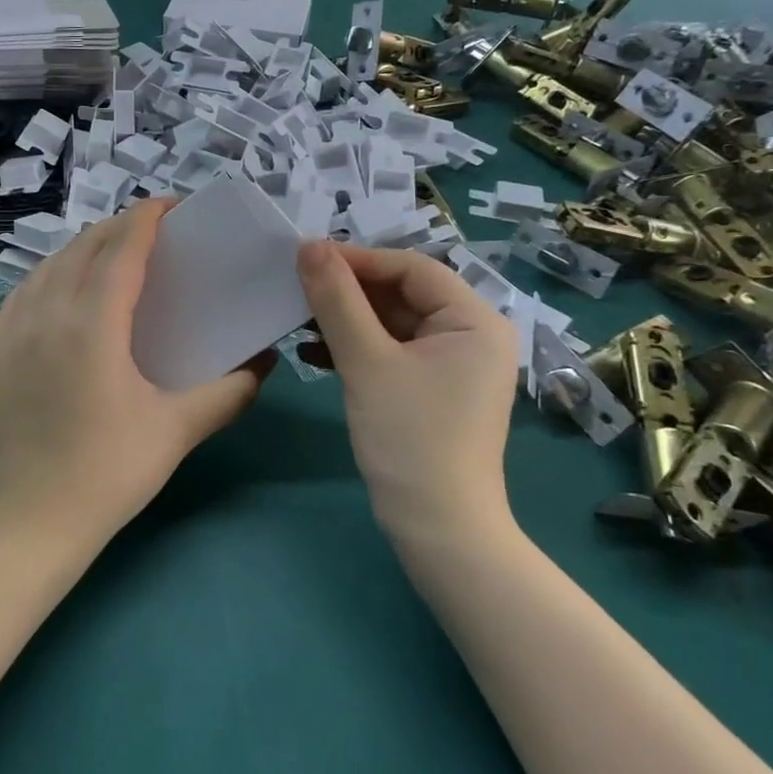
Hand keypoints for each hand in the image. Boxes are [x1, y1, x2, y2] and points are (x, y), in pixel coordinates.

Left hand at [0, 201, 271, 544]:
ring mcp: (13, 330)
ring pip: (50, 264)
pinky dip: (51, 274)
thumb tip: (266, 363)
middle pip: (84, 247)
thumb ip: (230, 391)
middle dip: (120, 228)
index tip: (172, 207)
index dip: (147, 218)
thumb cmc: (112, 471)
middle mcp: (47, 313)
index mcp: (92, 325)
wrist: (37, 519)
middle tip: (154, 233)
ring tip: (114, 255)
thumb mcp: (179, 429)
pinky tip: (66, 289)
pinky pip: (24, 290)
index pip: (121, 249)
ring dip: (84, 248)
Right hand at [296, 243, 519, 542]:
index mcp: (475, 320)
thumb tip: (308, 246)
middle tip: (297, 288)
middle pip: (403, 294)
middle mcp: (473, 334)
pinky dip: (357, 348)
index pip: (412, 268)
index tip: (306, 258)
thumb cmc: (408, 438)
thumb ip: (337, 300)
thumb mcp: (367, 362)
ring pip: (393, 324)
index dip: (358, 259)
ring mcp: (454, 365)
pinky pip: (393, 352)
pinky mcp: (434, 389)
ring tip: (299, 319)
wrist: (437, 528)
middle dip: (349, 291)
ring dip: (347, 320)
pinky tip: (315, 352)